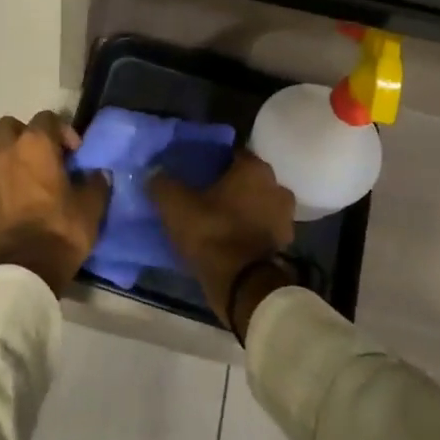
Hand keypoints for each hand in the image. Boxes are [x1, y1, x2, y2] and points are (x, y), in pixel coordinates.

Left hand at [0, 111, 109, 297]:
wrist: (21, 271)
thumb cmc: (60, 231)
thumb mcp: (90, 208)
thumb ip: (96, 183)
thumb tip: (98, 174)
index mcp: (34, 145)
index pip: (47, 118)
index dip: (64, 131)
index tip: (75, 154)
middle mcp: (5, 152)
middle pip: (11, 126)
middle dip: (28, 135)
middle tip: (47, 157)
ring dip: (14, 158)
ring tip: (34, 181)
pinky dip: (5, 183)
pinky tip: (21, 203)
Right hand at [149, 151, 295, 333]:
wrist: (243, 285)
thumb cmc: (212, 233)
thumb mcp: (175, 206)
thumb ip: (162, 184)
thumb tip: (153, 173)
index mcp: (254, 169)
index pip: (232, 154)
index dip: (213, 162)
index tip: (197, 172)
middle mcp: (276, 186)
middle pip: (248, 179)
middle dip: (230, 185)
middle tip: (205, 194)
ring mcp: (285, 216)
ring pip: (258, 203)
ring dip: (243, 208)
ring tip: (218, 218)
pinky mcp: (285, 243)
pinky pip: (263, 227)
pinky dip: (250, 230)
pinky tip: (231, 238)